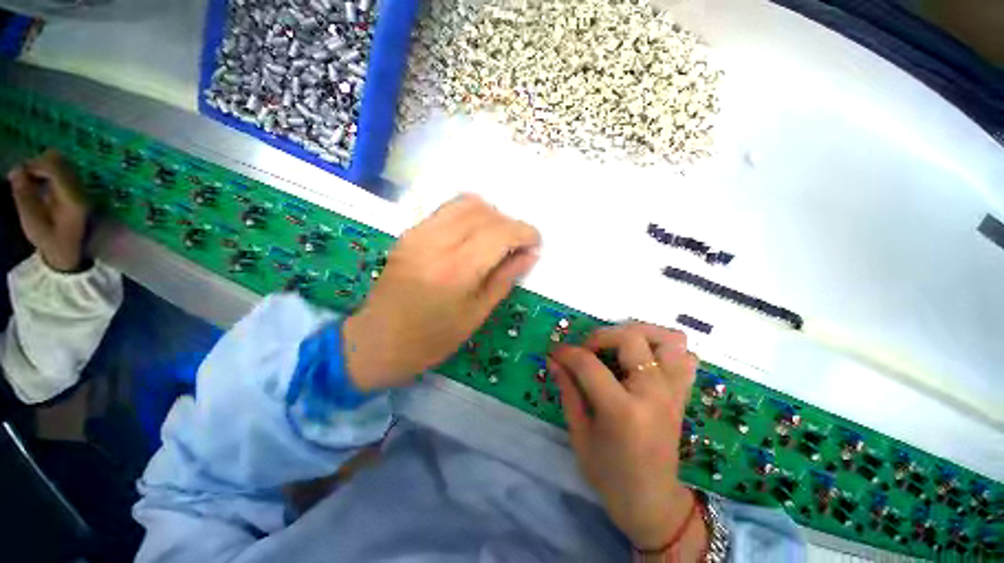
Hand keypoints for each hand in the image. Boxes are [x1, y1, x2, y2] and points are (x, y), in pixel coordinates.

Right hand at [6, 150, 88, 271]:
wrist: (75, 252)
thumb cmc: (52, 241)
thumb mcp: (33, 223)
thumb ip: (24, 195)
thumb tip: (16, 170)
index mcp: (71, 196)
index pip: (54, 166)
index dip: (33, 165)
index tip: (16, 175)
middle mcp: (80, 187)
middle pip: (58, 160)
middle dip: (37, 164)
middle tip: (22, 178)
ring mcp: (82, 187)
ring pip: (60, 162)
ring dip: (42, 167)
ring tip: (28, 183)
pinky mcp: (79, 189)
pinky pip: (63, 170)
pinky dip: (47, 172)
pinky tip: (38, 185)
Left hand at [343, 194, 540, 390]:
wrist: (378, 341)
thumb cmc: (432, 339)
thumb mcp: (477, 314)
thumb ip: (505, 278)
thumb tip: (530, 254)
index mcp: (457, 271)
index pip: (500, 233)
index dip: (525, 232)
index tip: (535, 242)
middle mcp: (436, 243)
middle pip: (485, 213)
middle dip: (510, 223)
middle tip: (516, 244)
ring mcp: (418, 233)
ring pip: (465, 203)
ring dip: (490, 214)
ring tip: (496, 237)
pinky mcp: (409, 233)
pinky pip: (446, 210)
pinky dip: (468, 215)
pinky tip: (472, 235)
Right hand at [549, 323, 703, 552]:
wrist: (653, 502)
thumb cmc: (609, 474)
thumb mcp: (579, 434)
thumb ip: (568, 391)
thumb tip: (553, 360)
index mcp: (622, 410)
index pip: (589, 364)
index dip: (567, 353)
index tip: (555, 352)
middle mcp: (653, 394)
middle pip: (631, 338)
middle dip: (601, 335)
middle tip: (586, 349)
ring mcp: (673, 392)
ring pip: (668, 340)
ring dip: (640, 333)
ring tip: (618, 344)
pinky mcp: (682, 395)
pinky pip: (685, 357)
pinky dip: (665, 348)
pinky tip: (645, 357)